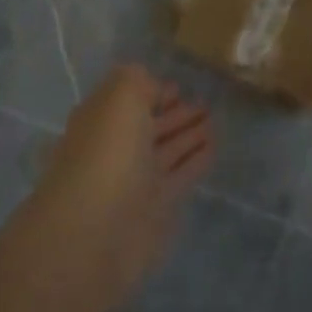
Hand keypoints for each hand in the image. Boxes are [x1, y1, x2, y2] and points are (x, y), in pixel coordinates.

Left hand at [34, 65, 214, 310]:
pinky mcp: (156, 208)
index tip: (179, 86)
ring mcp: (135, 180)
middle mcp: (116, 148)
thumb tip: (154, 88)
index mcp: (100, 119)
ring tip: (215, 121)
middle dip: (176, 114)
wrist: (96, 230)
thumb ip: (138, 81)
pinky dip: (197, 160)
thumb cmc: (107, 152)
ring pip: (168, 151)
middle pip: (150, 126)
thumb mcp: (120, 95)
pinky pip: (181, 175)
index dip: (153, 91)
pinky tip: (214, 147)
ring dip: (190, 136)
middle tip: (206, 104)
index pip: (129, 99)